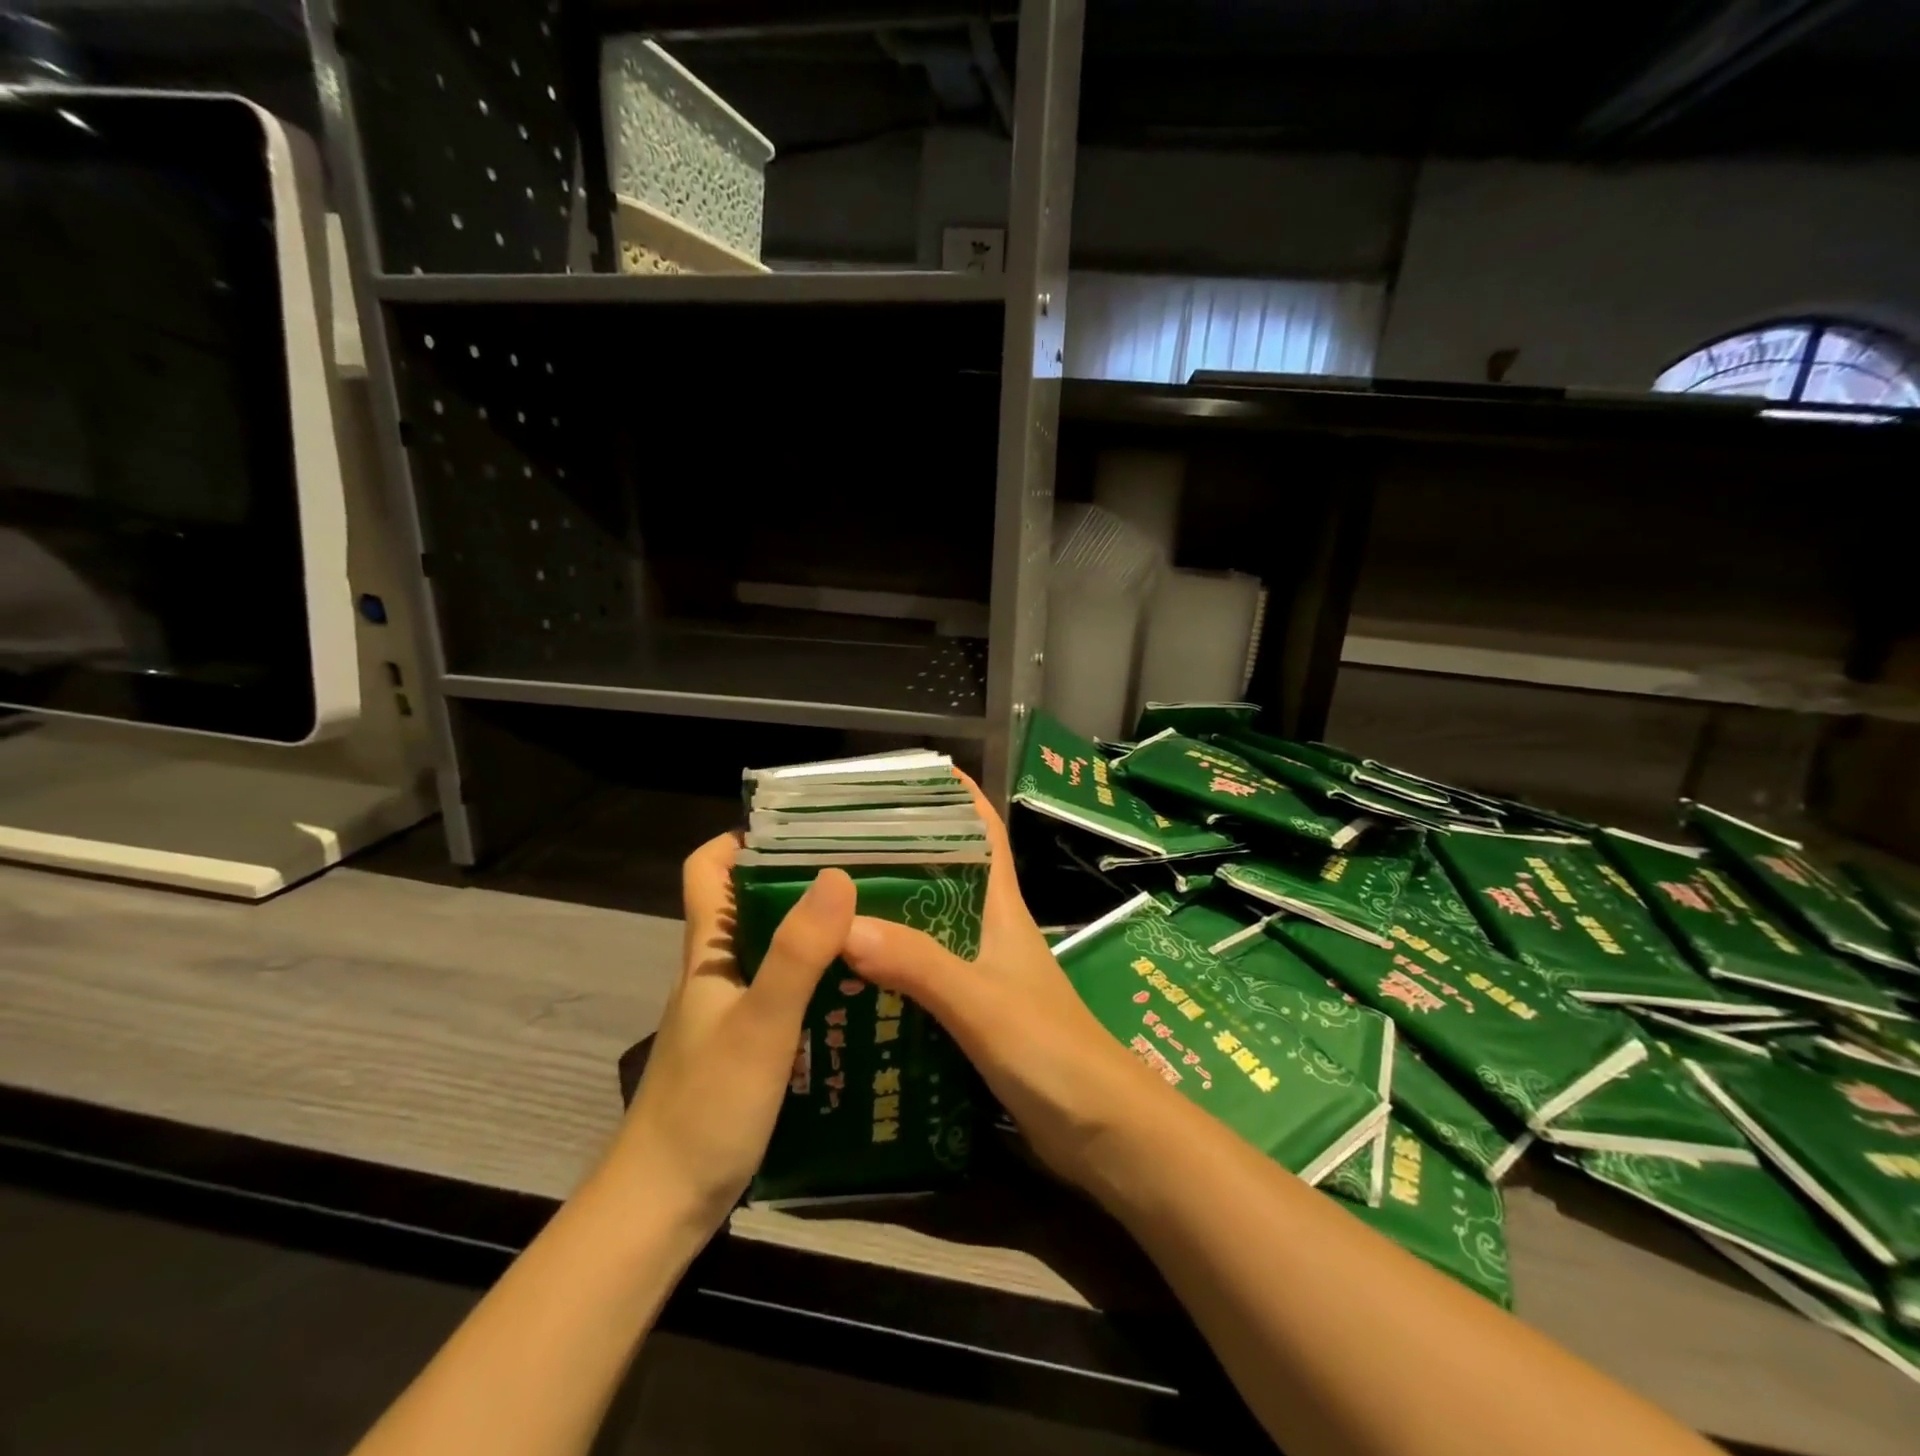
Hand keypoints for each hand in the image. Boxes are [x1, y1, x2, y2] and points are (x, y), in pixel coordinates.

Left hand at [605, 833, 856, 1230]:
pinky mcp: (745, 1048)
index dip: (742, 839)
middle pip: (749, 905)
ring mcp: (729, 1012)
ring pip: (771, 951)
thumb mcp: (761, 1023)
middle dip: (798, 881)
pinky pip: (784, 993)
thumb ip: (798, 952)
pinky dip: (817, 981)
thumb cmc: (707, 1106)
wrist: (662, 1205)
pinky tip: (859, 995)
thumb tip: (838, 875)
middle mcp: (716, 972)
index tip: (802, 829)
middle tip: (864, 873)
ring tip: (874, 926)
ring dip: (814, 933)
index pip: (707, 870)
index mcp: (709, 952)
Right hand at [840, 773, 1160, 1191]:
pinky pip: (928, 978)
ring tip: (829, 910)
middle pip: (946, 876)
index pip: (983, 833)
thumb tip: (845, 926)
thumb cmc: (1052, 1052)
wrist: (1104, 1132)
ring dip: (891, 916)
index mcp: (1002, 909)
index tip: (908, 775)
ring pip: (931, 928)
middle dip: (900, 856)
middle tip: (835, 849)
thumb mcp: (982, 1003)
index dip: (955, 797)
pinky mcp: (978, 1016)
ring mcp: (986, 975)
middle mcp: (992, 932)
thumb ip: (920, 965)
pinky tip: (853, 982)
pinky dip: (894, 972)